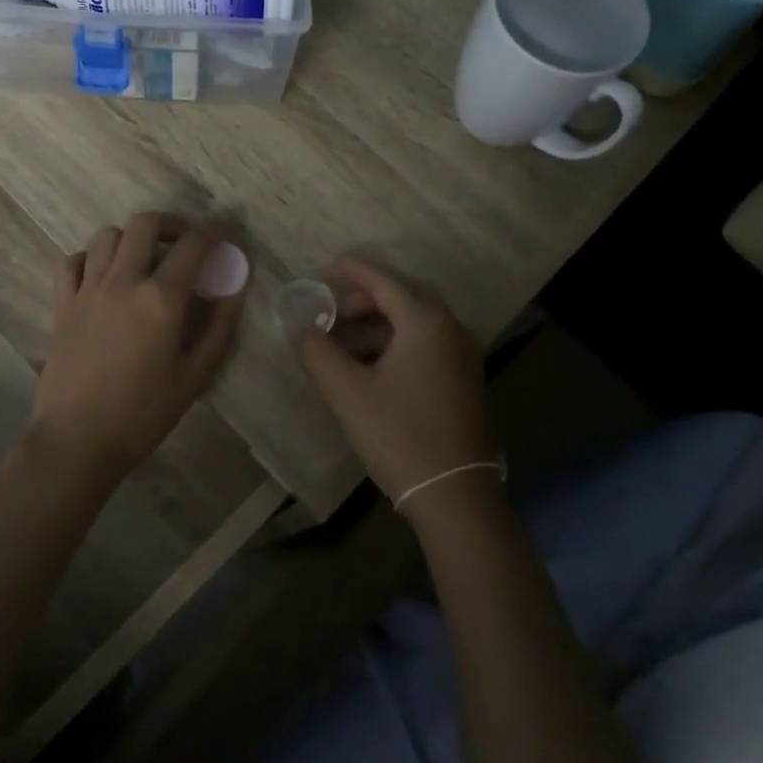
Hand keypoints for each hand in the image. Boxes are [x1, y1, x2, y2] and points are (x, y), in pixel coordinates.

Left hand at [32, 214, 246, 477]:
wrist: (77, 439)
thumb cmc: (143, 413)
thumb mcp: (194, 376)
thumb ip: (219, 329)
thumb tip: (234, 291)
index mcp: (160, 299)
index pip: (193, 246)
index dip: (215, 231)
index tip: (227, 230)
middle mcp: (123, 282)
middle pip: (145, 224)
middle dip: (172, 223)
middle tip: (185, 241)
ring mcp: (87, 290)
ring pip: (107, 235)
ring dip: (131, 237)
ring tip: (145, 258)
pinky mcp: (63, 304)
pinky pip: (73, 261)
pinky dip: (92, 257)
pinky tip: (103, 275)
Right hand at [296, 261, 495, 507]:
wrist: (453, 493)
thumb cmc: (398, 435)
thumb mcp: (347, 392)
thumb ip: (317, 351)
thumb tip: (299, 325)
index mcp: (426, 322)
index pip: (384, 281)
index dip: (353, 271)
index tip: (326, 269)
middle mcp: (451, 329)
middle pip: (403, 297)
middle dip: (364, 300)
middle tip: (330, 313)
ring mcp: (463, 355)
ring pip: (415, 322)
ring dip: (378, 324)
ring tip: (341, 344)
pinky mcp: (464, 379)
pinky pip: (426, 343)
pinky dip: (395, 343)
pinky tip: (369, 367)